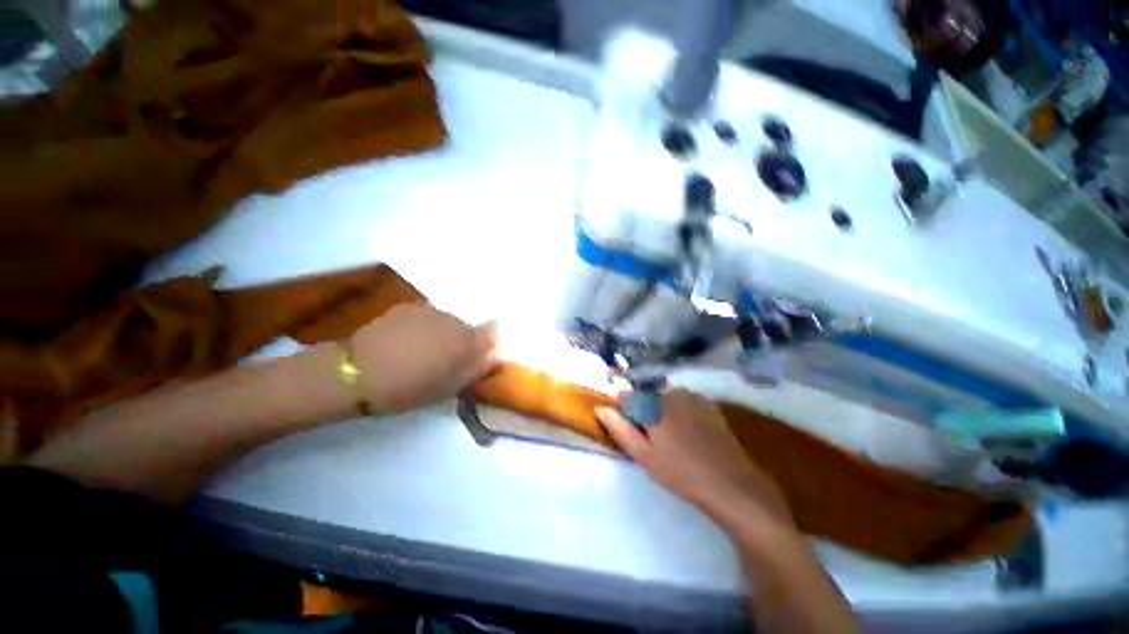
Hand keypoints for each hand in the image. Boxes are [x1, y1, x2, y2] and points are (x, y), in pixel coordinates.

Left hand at [350, 303, 497, 413]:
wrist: (356, 372)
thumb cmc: (408, 388)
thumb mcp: (449, 387)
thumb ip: (477, 368)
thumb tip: (496, 354)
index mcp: (467, 341)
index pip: (494, 332)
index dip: (490, 343)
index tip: (478, 358)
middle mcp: (454, 319)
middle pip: (469, 328)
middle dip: (463, 342)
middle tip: (444, 362)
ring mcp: (430, 310)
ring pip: (447, 322)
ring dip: (442, 334)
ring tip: (420, 352)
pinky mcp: (409, 306)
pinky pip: (427, 316)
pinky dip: (424, 327)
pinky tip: (405, 341)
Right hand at [596, 390, 791, 527]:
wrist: (731, 484)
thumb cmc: (680, 473)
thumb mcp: (644, 456)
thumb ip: (619, 429)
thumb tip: (600, 408)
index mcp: (653, 405)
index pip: (627, 399)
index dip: (625, 414)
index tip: (631, 431)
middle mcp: (670, 393)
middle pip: (647, 399)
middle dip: (645, 415)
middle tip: (654, 443)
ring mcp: (692, 397)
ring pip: (666, 401)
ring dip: (663, 414)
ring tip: (673, 442)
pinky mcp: (708, 405)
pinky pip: (684, 403)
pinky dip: (681, 414)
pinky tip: (690, 436)